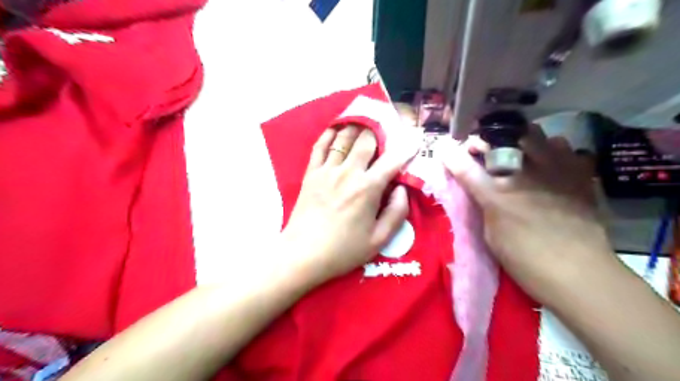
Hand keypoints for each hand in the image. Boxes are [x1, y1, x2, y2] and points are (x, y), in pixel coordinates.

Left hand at [279, 126, 416, 286]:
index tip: (415, 139)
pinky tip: (336, 129)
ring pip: (344, 138)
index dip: (407, 148)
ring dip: (356, 127)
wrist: (303, 254)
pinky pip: (320, 146)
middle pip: (367, 140)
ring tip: (364, 123)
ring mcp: (327, 170)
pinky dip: (329, 134)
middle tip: (386, 129)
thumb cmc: (343, 250)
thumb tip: (402, 188)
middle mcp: (348, 172)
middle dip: (379, 131)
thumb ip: (397, 213)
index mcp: (368, 189)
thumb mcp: (379, 240)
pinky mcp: (311, 173)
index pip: (392, 160)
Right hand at [438, 127, 614, 305]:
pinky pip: (564, 147)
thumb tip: (480, 189)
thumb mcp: (490, 235)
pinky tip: (549, 163)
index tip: (446, 150)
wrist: (579, 273)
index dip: (452, 155)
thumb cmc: (525, 260)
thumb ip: (483, 205)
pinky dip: (553, 149)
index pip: (465, 166)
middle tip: (484, 150)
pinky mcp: (578, 174)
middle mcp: (522, 175)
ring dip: (519, 140)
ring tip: (518, 152)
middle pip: (499, 139)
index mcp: (496, 195)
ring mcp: (553, 170)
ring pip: (533, 134)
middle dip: (486, 140)